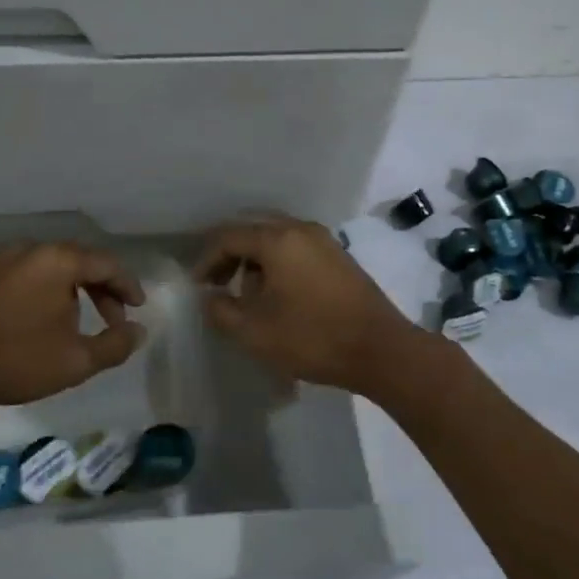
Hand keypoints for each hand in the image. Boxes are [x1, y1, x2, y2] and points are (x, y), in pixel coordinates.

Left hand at [0, 242, 145, 416]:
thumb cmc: (15, 361)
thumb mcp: (76, 361)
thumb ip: (115, 345)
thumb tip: (139, 331)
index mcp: (58, 260)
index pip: (106, 263)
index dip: (127, 285)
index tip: (138, 308)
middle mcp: (31, 248)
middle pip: (78, 261)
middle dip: (101, 290)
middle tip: (113, 321)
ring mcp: (1, 258)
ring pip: (50, 267)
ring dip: (71, 290)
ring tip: (77, 322)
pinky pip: (25, 274)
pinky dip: (43, 290)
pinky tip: (40, 318)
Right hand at [194, 216, 428, 396]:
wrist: (380, 349)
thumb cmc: (312, 338)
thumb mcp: (255, 332)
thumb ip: (222, 311)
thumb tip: (210, 297)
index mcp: (278, 239)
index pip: (229, 237)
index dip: (207, 260)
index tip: (198, 286)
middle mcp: (300, 229)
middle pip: (253, 228)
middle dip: (230, 253)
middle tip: (216, 282)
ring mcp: (323, 240)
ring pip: (276, 237)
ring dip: (254, 258)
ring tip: (246, 293)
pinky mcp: (338, 256)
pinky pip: (296, 247)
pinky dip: (277, 261)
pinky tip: (276, 293)